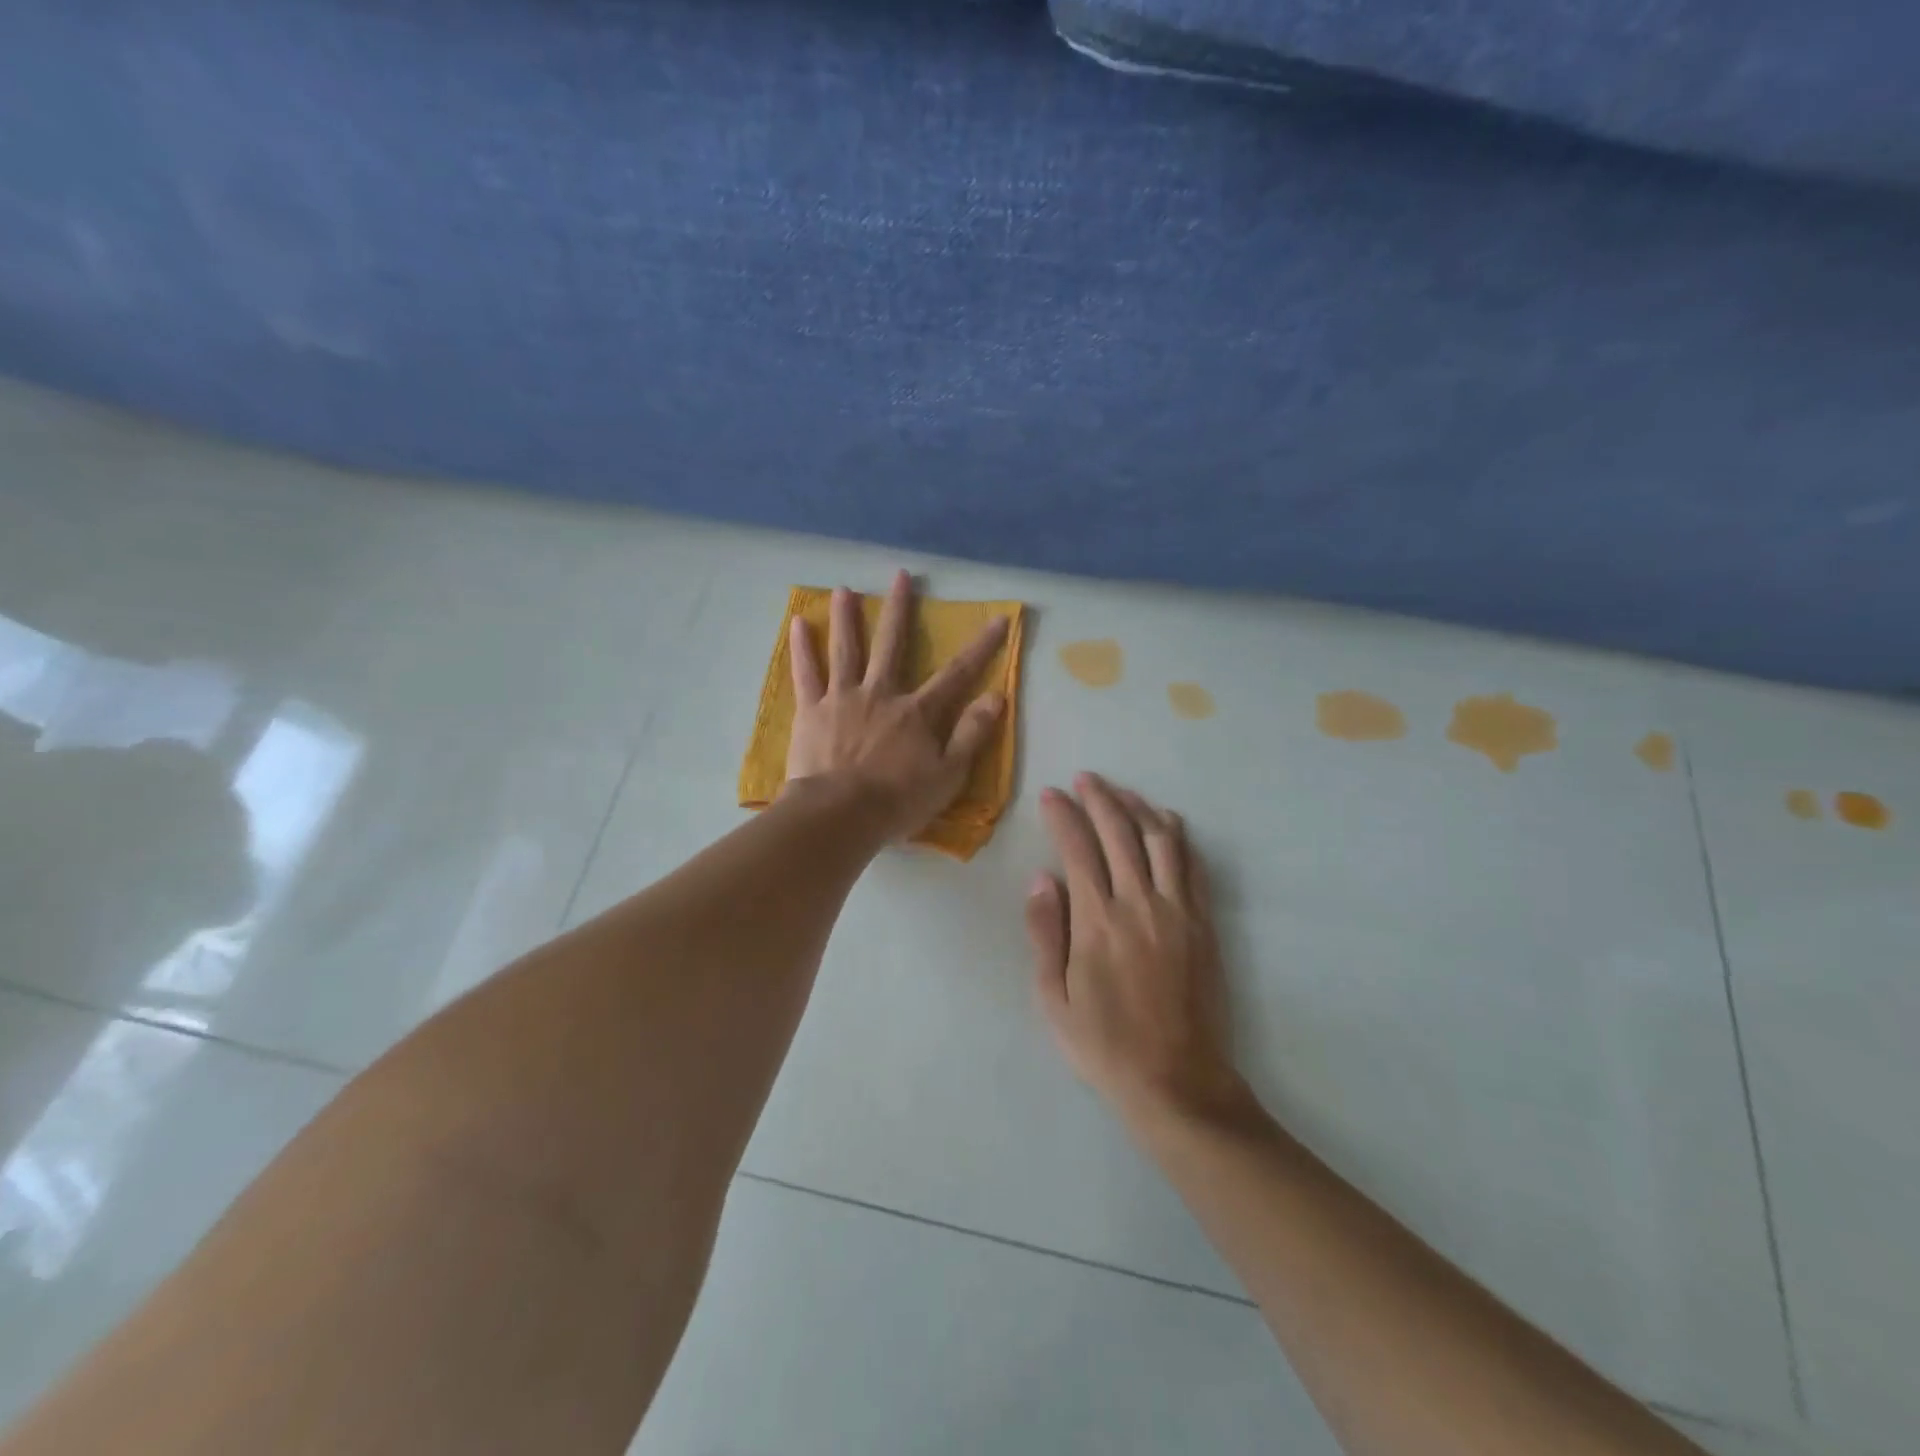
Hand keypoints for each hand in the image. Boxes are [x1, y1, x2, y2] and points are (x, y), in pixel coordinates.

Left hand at [785, 570, 1008, 840]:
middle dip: (898, 609)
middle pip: (892, 644)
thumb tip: (996, 696)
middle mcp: (881, 694)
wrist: (840, 815)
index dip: (981, 647)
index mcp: (917, 712)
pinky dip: (802, 648)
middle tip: (901, 576)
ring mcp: (842, 699)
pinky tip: (799, 623)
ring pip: (846, 650)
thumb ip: (971, 734)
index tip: (998, 619)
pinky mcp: (811, 711)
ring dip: (847, 617)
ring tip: (844, 589)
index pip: (957, 673)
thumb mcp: (948, 775)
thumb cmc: (898, 800)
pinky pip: (806, 674)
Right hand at [1028, 774, 1249, 1128]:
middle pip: (1120, 833)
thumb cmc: (1104, 1044)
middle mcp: (1139, 904)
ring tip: (1120, 791)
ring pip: (1160, 840)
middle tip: (1085, 779)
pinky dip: (1177, 836)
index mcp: (1098, 921)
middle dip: (1100, 799)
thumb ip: (1046, 934)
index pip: (1078, 850)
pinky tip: (1165, 822)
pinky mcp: (1203, 923)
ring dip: (1138, 808)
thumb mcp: (1054, 999)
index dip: (1064, 816)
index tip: (1052, 794)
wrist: (1176, 1081)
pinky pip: (1192, 866)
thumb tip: (1041, 879)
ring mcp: (1177, 911)